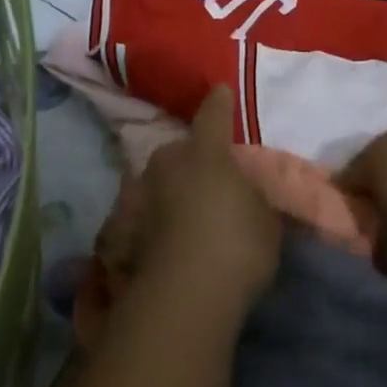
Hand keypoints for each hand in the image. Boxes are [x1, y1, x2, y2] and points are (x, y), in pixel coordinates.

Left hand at [113, 87, 282, 320]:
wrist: (184, 295)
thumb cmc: (237, 245)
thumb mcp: (265, 218)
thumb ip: (254, 196)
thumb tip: (243, 192)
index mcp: (205, 152)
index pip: (214, 115)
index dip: (220, 103)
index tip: (221, 90)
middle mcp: (167, 163)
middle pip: (180, 151)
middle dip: (193, 159)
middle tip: (210, 179)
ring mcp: (140, 194)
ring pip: (159, 182)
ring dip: (170, 191)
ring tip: (187, 214)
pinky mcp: (121, 229)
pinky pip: (146, 215)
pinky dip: (155, 221)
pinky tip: (167, 240)